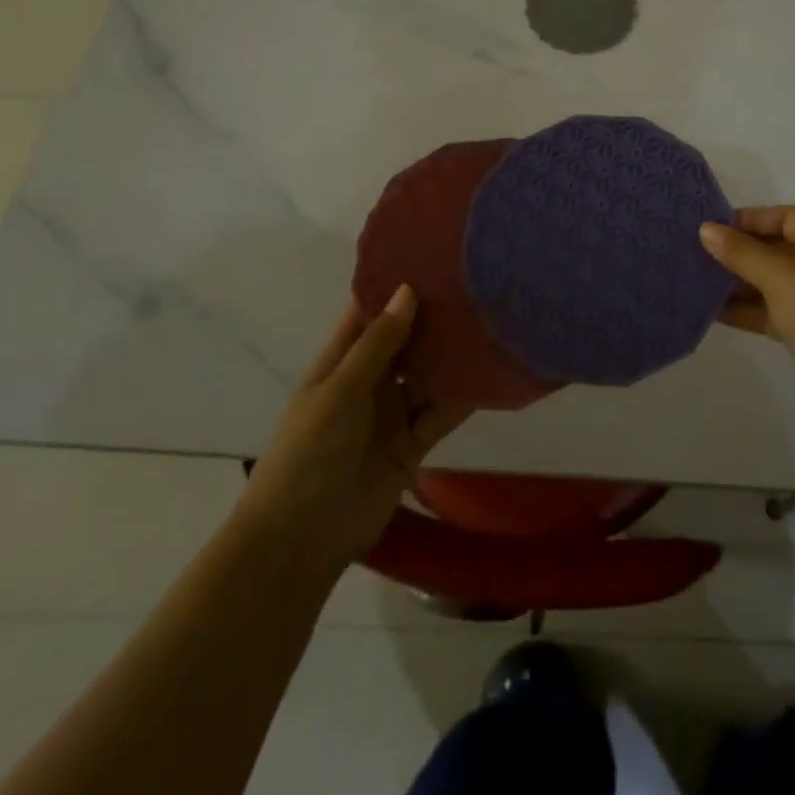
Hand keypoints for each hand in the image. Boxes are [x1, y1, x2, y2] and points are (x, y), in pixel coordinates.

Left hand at [236, 286, 469, 582]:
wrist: (301, 541)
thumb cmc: (307, 454)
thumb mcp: (339, 392)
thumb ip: (377, 344)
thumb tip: (409, 290)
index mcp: (341, 360)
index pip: (370, 311)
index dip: (395, 284)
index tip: (432, 254)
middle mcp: (370, 379)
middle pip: (407, 339)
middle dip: (435, 316)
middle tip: (478, 282)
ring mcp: (393, 411)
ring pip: (430, 372)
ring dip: (453, 354)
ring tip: (494, 320)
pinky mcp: (414, 441)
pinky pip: (442, 410)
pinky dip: (462, 395)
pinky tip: (491, 373)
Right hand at [700, 207, 794, 440]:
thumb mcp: (782, 279)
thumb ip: (742, 253)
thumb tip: (706, 229)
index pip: (785, 216)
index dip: (747, 219)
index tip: (708, 228)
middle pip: (777, 247)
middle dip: (738, 252)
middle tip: (694, 254)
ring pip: (772, 281)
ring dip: (738, 282)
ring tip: (695, 281)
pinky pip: (773, 310)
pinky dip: (747, 309)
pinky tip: (711, 311)